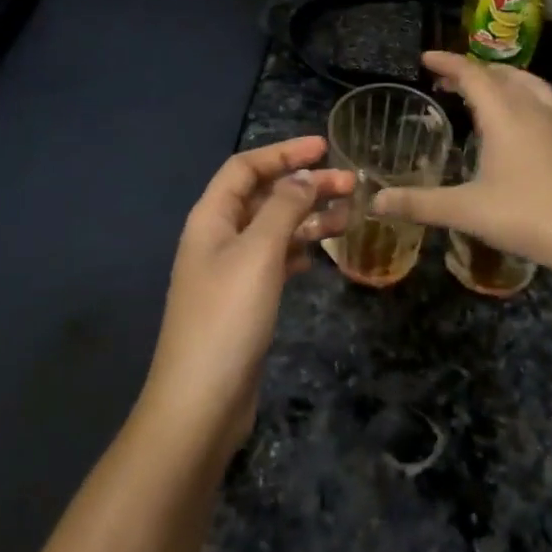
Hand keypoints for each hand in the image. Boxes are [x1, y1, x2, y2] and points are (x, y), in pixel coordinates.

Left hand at [139, 137, 352, 458]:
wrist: (201, 403)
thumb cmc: (227, 318)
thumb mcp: (258, 253)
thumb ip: (283, 208)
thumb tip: (304, 177)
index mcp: (211, 218)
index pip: (246, 168)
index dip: (283, 153)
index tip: (324, 148)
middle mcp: (218, 237)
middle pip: (263, 196)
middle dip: (305, 185)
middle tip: (351, 184)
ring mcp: (231, 271)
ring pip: (274, 229)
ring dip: (308, 217)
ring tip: (349, 216)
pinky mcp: (245, 300)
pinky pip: (275, 260)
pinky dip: (299, 249)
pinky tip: (321, 253)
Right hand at [370, 53, 551, 281]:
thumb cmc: (528, 217)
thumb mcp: (466, 211)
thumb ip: (418, 204)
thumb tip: (374, 201)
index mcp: (504, 114)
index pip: (471, 74)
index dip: (447, 62)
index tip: (426, 59)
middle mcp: (535, 107)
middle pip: (502, 74)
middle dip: (473, 71)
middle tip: (450, 82)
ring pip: (532, 84)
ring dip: (505, 80)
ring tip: (490, 92)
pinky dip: (533, 98)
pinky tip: (534, 120)